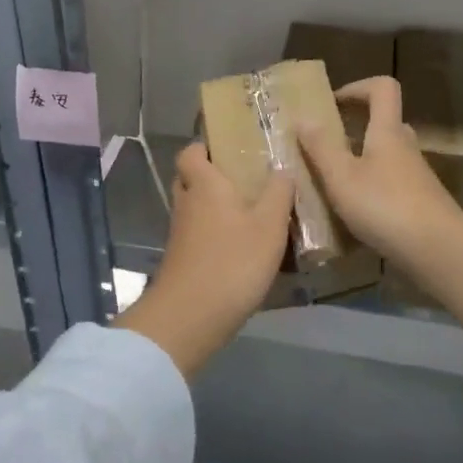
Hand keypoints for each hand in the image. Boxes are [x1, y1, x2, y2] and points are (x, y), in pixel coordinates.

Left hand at [114, 143, 293, 376]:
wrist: (190, 317)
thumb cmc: (232, 262)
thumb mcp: (269, 226)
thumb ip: (278, 193)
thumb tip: (283, 166)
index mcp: (204, 184)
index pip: (191, 152)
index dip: (205, 146)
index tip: (230, 146)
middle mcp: (187, 202)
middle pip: (191, 178)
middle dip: (212, 175)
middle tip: (245, 177)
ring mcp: (180, 233)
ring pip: (194, 207)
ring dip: (215, 206)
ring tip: (251, 210)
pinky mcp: (182, 258)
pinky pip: (197, 233)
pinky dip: (214, 232)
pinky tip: (241, 244)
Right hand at [298, 76, 462, 267]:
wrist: (439, 250)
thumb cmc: (385, 206)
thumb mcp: (342, 177)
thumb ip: (321, 147)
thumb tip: (303, 117)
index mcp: (387, 132)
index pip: (382, 88)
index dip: (357, 87)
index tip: (332, 103)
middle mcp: (405, 148)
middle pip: (384, 123)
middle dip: (354, 128)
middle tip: (326, 145)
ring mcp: (416, 177)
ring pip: (386, 156)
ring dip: (361, 162)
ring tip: (333, 183)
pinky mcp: (420, 203)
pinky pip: (391, 184)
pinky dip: (372, 190)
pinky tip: (353, 214)